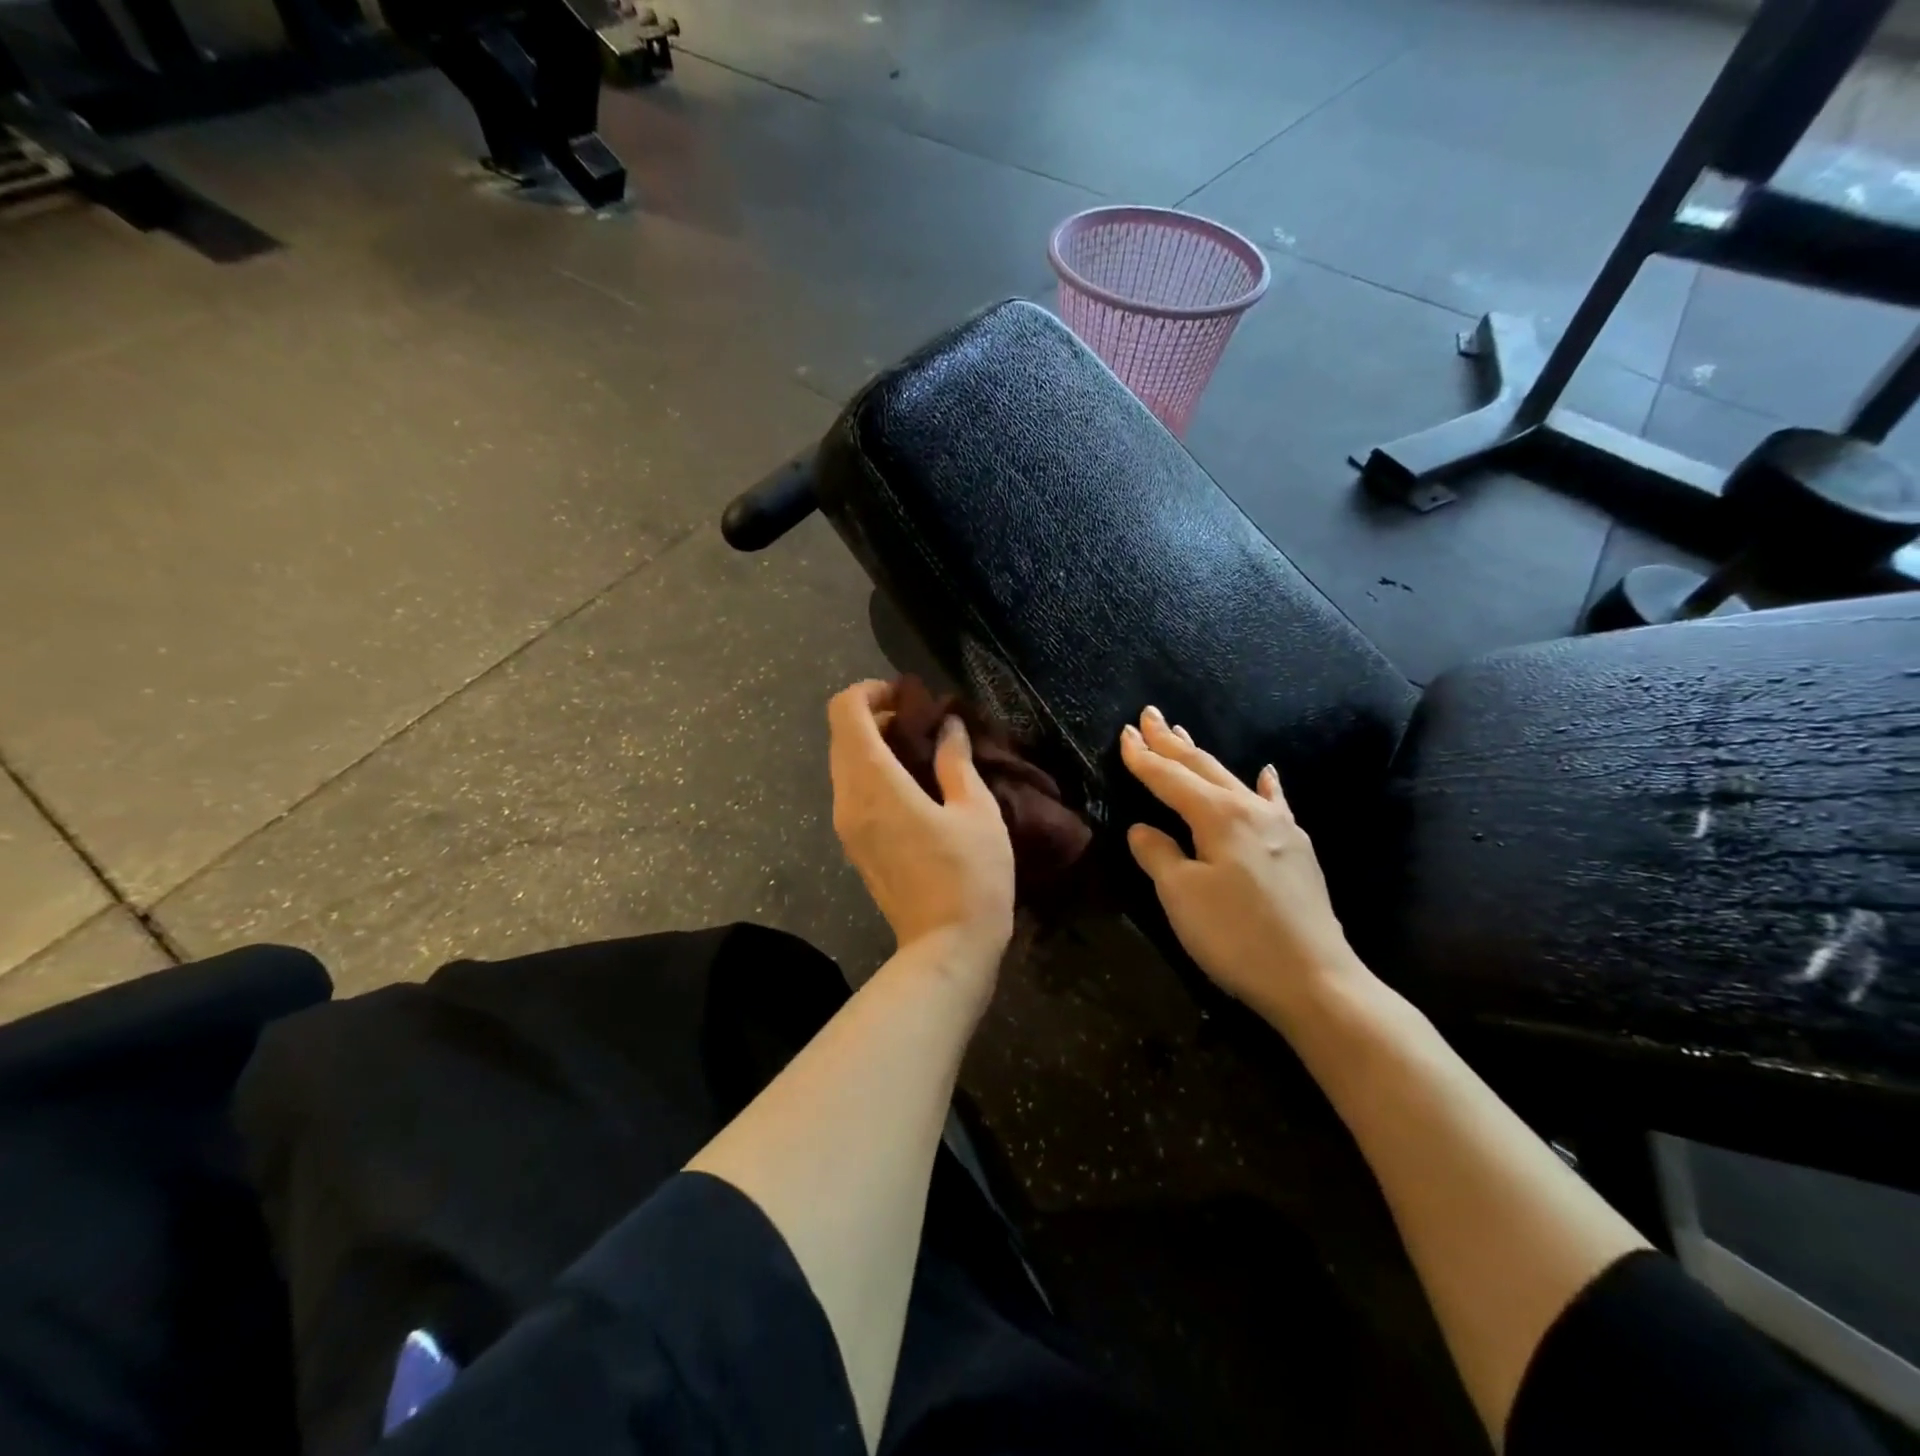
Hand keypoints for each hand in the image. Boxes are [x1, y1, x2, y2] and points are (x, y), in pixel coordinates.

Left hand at [829, 680, 1015, 969]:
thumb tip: (948, 725)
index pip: (846, 711)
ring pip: (843, 763)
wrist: (946, 950)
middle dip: (874, 715)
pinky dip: (872, 772)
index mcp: (874, 782)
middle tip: (921, 720)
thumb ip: (956, 761)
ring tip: (921, 749)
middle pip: (841, 735)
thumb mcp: (977, 811)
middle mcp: (847, 798)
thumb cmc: (970, 877)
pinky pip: (851, 790)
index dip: (872, 691)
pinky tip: (912, 783)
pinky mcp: (854, 845)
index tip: (910, 697)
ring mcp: (846, 825)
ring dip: (873, 744)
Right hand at [1121, 706, 1365, 1027]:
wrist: (1315, 980)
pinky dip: (1262, 786)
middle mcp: (1251, 811)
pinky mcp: (1298, 850)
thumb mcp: (1182, 896)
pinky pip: (1273, 804)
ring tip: (1184, 735)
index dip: (1144, 758)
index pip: (1171, 779)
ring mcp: (1281, 828)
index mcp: (1219, 817)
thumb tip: (1143, 829)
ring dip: (1204, 758)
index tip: (1124, 734)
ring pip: (1233, 780)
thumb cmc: (1237, 936)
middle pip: (1203, 768)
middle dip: (1172, 743)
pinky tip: (1265, 774)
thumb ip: (1158, 855)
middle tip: (1150, 716)